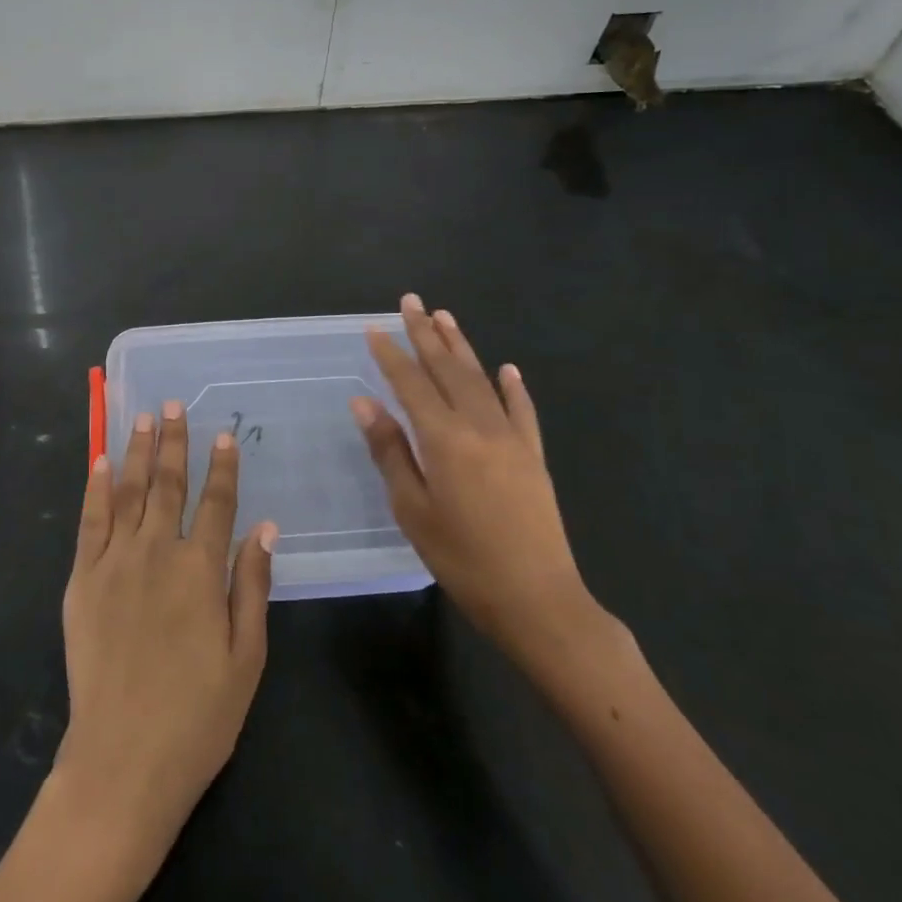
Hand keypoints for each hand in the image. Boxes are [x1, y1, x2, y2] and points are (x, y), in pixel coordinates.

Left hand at [56, 403, 276, 856]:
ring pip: (129, 492)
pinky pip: (90, 521)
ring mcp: (115, 562)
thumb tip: (264, 527)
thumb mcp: (246, 658)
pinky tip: (101, 461)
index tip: (224, 434)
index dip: (222, 467)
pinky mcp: (82, 579)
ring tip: (143, 417)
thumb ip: (253, 586)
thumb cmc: (197, 716)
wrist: (123, 760)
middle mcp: (158, 553)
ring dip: (137, 451)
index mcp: (201, 571)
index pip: (217, 503)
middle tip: (173, 404)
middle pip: (168, 484)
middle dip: (173, 441)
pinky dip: (97, 487)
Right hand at [352, 295, 598, 671]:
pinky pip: (521, 411)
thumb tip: (364, 403)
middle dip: (426, 334)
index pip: (411, 384)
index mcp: (444, 439)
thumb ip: (390, 451)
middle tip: (411, 301)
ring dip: (461, 347)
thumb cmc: (463, 559)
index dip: (391, 354)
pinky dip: (512, 387)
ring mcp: (511, 438)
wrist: (537, 599)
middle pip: (447, 370)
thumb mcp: (413, 510)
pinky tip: (507, 369)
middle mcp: (479, 426)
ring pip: (481, 380)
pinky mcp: (533, 456)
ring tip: (445, 317)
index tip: (374, 327)